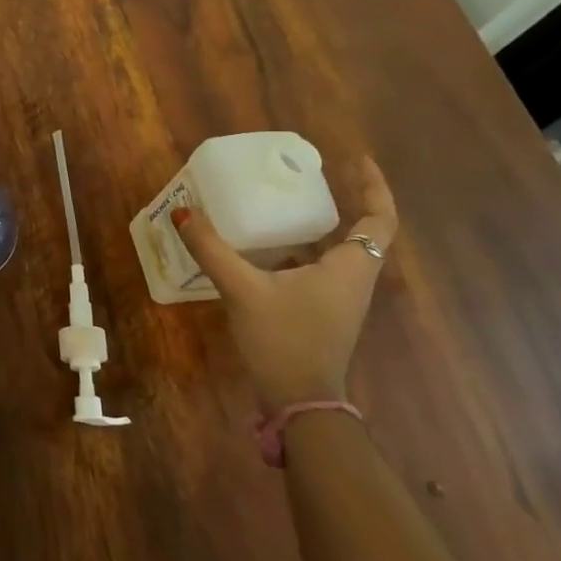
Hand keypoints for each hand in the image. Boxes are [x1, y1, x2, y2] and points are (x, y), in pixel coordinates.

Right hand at [174, 157, 397, 407]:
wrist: (299, 401)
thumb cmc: (284, 339)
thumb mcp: (242, 289)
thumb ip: (212, 249)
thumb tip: (182, 212)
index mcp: (350, 268)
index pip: (379, 219)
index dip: (373, 187)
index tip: (356, 159)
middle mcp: (353, 280)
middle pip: (361, 233)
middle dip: (342, 202)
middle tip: (309, 178)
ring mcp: (339, 300)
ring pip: (337, 253)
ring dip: (317, 228)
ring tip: (283, 207)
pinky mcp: (322, 313)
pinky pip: (317, 270)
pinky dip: (298, 252)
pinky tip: (263, 250)